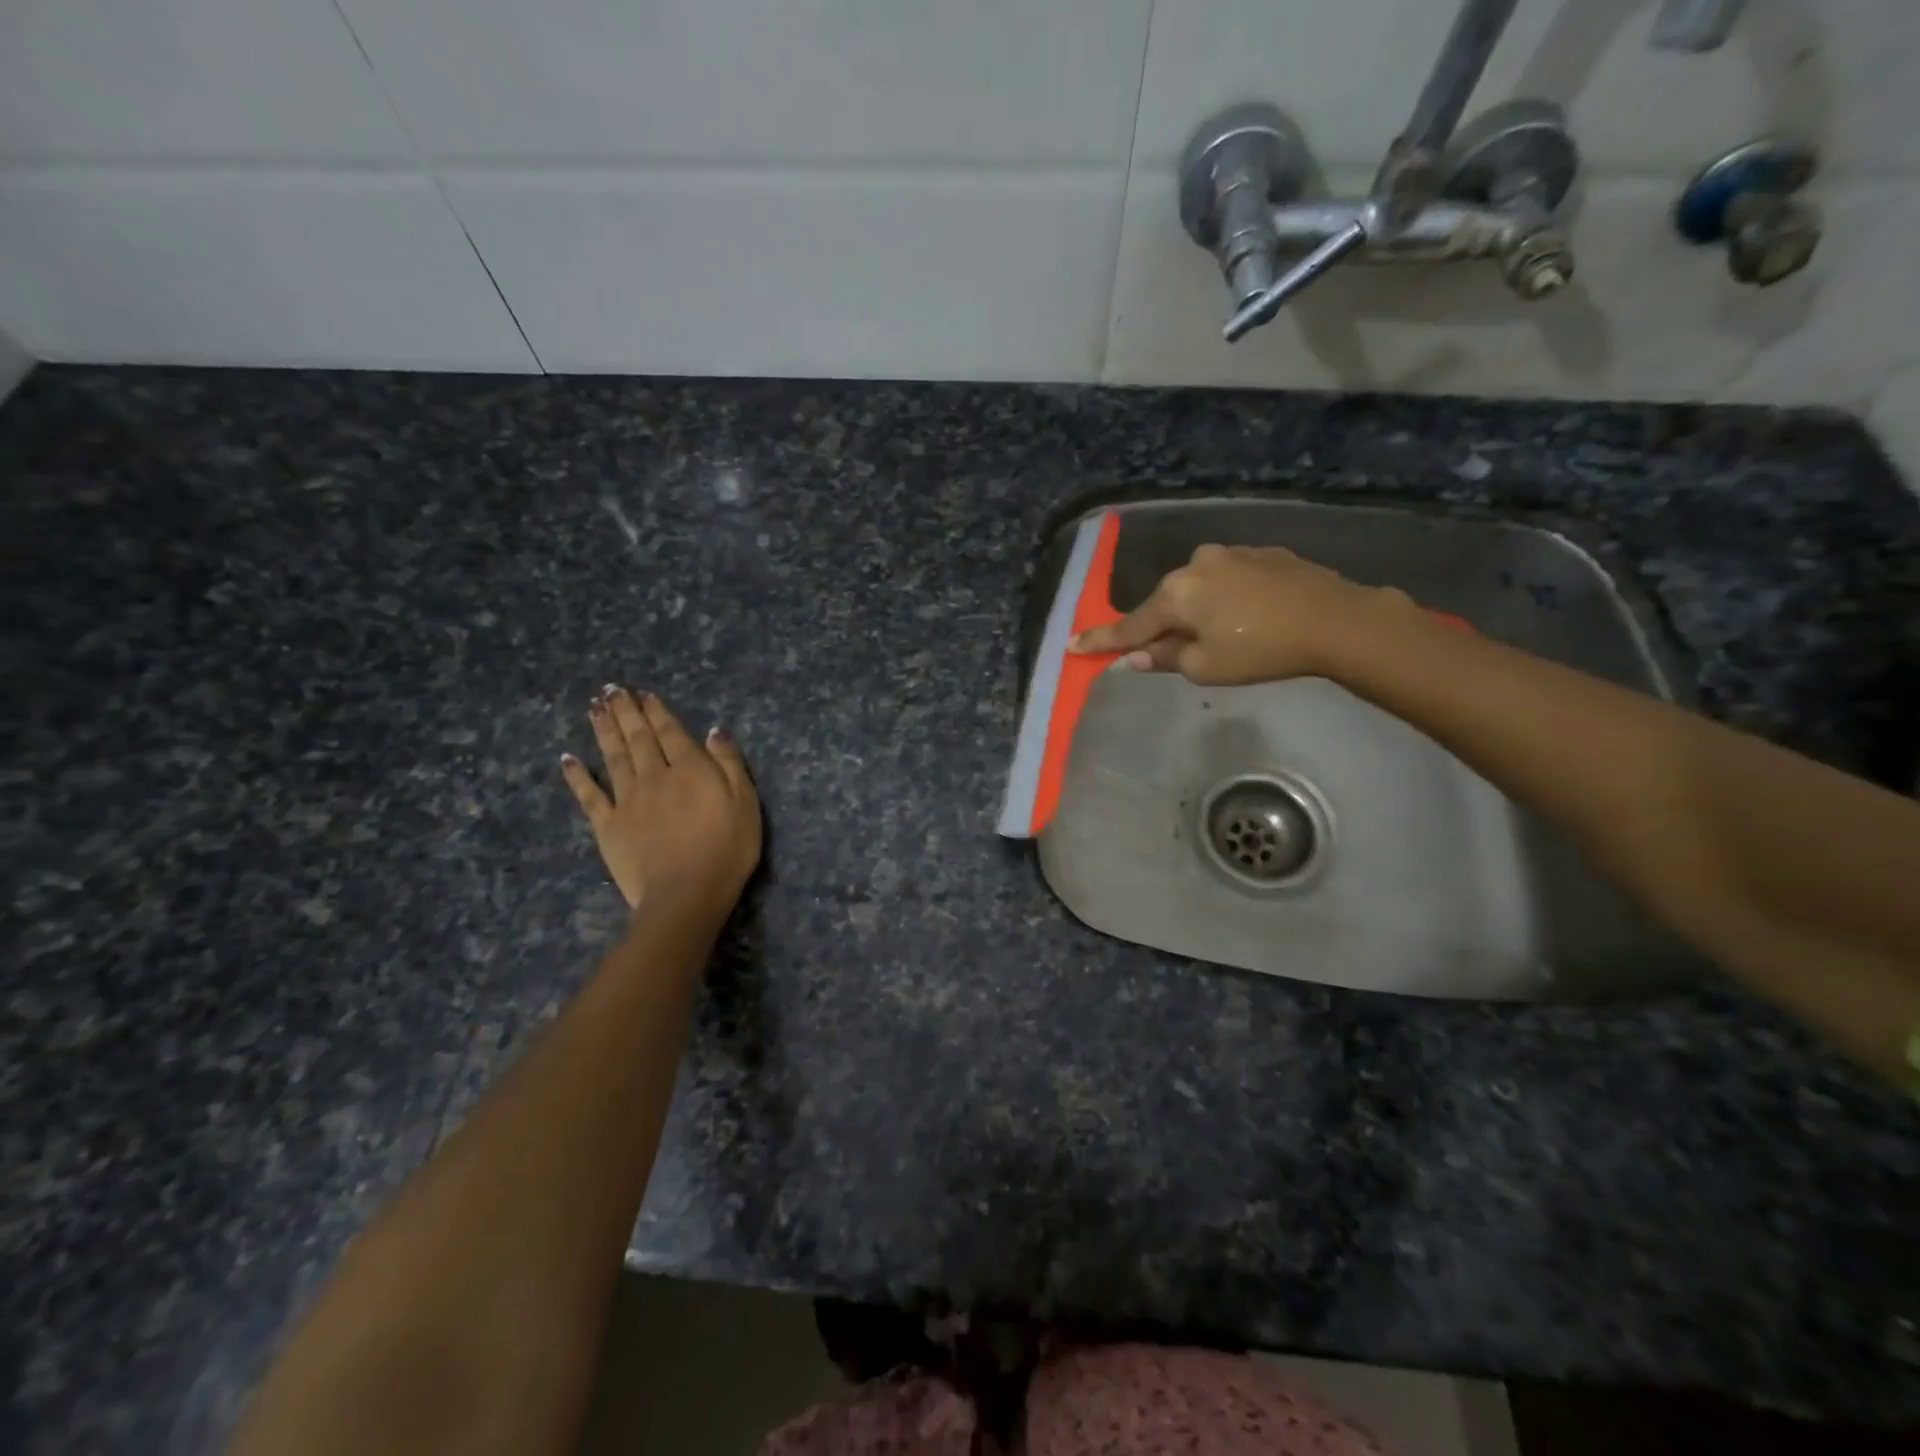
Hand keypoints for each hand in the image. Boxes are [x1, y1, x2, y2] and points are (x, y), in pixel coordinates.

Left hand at [560, 686, 761, 919]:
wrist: (686, 894)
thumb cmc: (727, 849)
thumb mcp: (746, 803)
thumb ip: (730, 764)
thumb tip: (714, 731)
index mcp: (690, 769)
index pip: (670, 731)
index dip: (657, 711)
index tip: (643, 693)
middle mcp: (654, 776)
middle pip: (638, 738)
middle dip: (625, 712)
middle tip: (611, 689)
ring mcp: (627, 800)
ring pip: (613, 757)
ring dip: (604, 731)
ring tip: (594, 708)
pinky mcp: (608, 826)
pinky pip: (589, 796)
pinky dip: (577, 776)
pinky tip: (568, 759)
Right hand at [1070, 544, 1409, 684]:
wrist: (1335, 619)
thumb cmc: (1261, 650)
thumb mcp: (1206, 667)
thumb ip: (1166, 658)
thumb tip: (1138, 654)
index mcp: (1176, 594)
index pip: (1130, 626)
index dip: (1101, 641)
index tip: (1072, 646)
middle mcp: (1195, 564)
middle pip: (1165, 603)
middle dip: (1161, 626)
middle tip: (1167, 651)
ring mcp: (1230, 554)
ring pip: (1197, 589)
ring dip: (1197, 611)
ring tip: (1221, 635)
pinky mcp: (1261, 553)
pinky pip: (1227, 579)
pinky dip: (1225, 598)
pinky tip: (1248, 615)